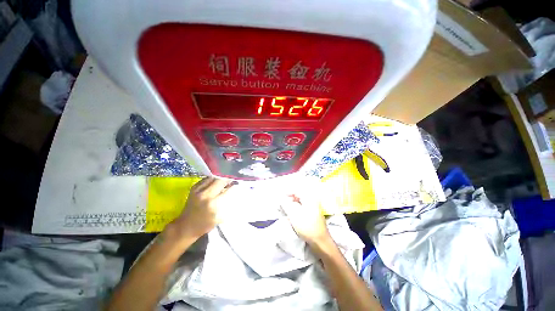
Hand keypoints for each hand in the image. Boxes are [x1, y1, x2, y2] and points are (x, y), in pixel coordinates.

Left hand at [172, 177, 233, 238]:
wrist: (185, 227)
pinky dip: (212, 179)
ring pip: (212, 178)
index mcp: (214, 204)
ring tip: (223, 181)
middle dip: (227, 180)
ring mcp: (198, 190)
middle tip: (231, 181)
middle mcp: (206, 195)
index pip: (227, 189)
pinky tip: (214, 182)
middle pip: (220, 180)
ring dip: (219, 178)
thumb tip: (233, 191)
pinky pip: (205, 179)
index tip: (237, 184)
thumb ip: (226, 203)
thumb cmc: (205, 225)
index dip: (233, 185)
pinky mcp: (193, 189)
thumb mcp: (219, 217)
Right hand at [280, 192, 331, 246]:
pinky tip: (294, 214)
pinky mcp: (314, 213)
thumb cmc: (307, 226)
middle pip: (299, 195)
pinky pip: (304, 206)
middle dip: (290, 198)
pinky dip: (297, 208)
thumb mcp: (294, 215)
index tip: (281, 196)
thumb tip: (281, 198)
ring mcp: (314, 207)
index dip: (288, 192)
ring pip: (301, 201)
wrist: (320, 241)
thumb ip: (286, 204)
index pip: (297, 190)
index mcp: (309, 198)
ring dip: (293, 203)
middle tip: (283, 203)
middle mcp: (313, 200)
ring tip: (287, 209)